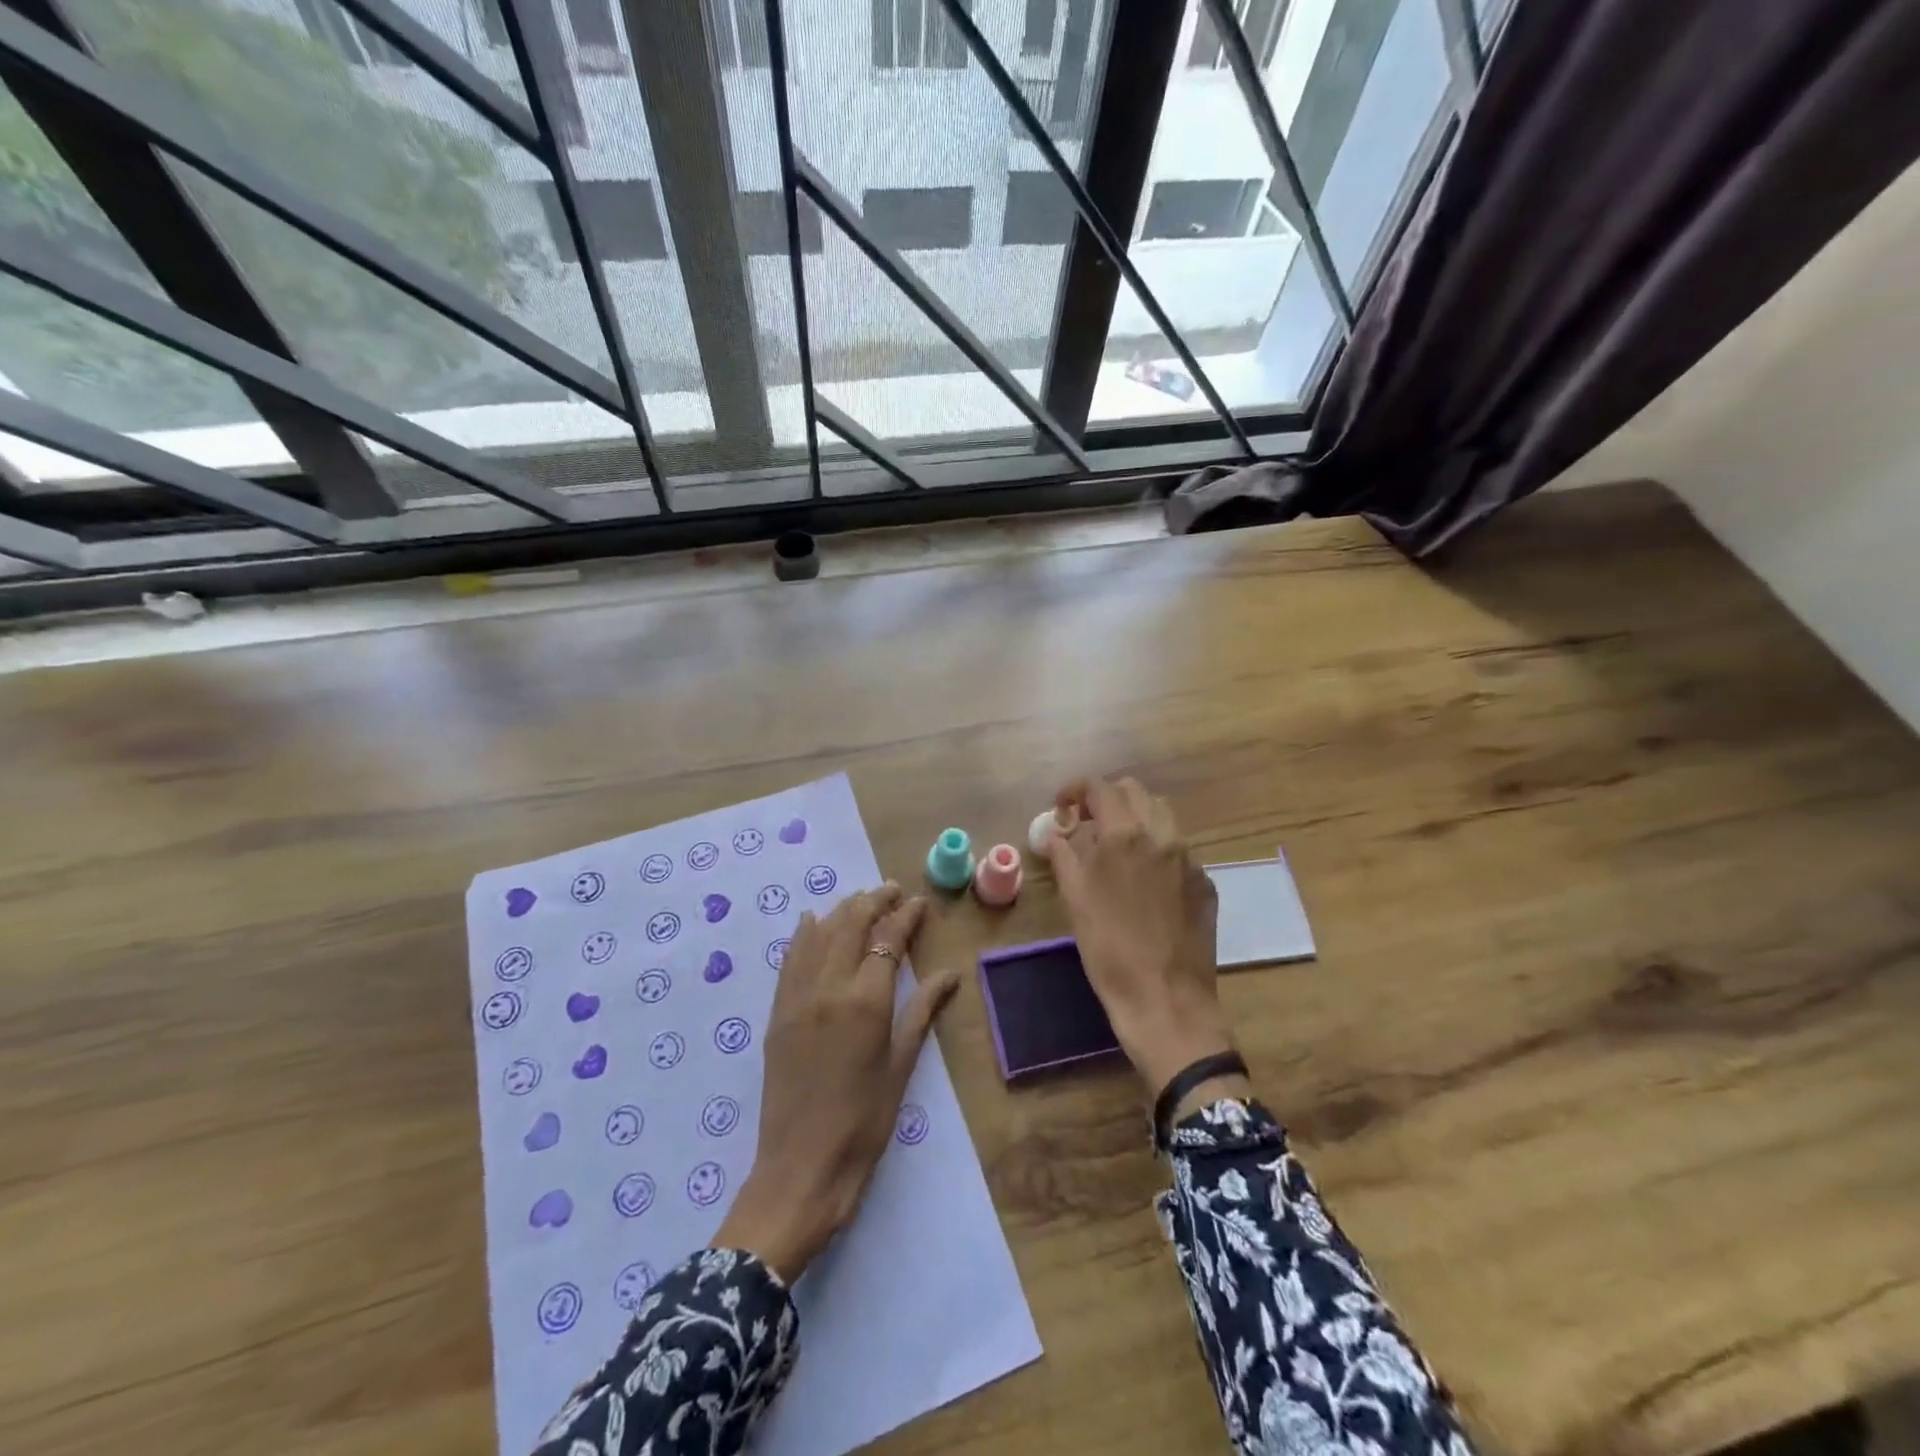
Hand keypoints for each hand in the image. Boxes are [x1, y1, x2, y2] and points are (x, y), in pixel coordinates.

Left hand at [713, 884, 959, 1282]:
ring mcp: (798, 997)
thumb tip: (949, 974)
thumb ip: (921, 1012)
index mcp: (866, 1001)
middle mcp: (829, 987)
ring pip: (819, 935)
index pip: (888, 940)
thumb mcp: (900, 1067)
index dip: (905, 917)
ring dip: (841, 911)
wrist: (800, 1168)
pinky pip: (790, 959)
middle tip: (892, 890)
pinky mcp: (778, 1012)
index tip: (918, 902)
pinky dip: (803, 934)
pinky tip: (810, 921)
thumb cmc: (863, 1123)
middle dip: (874, 901)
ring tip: (861, 900)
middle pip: (851, 925)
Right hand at [1043, 778, 1246, 1108]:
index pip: (1100, 787)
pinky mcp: (1205, 883)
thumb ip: (1065, 855)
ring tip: (1115, 848)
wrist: (1165, 999)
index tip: (1061, 807)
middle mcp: (1163, 836)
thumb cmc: (1109, 949)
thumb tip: (1056, 833)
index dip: (1075, 790)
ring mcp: (1190, 859)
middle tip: (1086, 825)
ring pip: (1161, 816)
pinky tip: (1144, 881)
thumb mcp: (1075, 899)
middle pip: (1134, 792)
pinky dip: (1156, 849)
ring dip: (1134, 819)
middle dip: (1106, 799)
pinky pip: (1178, 849)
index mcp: (1126, 835)